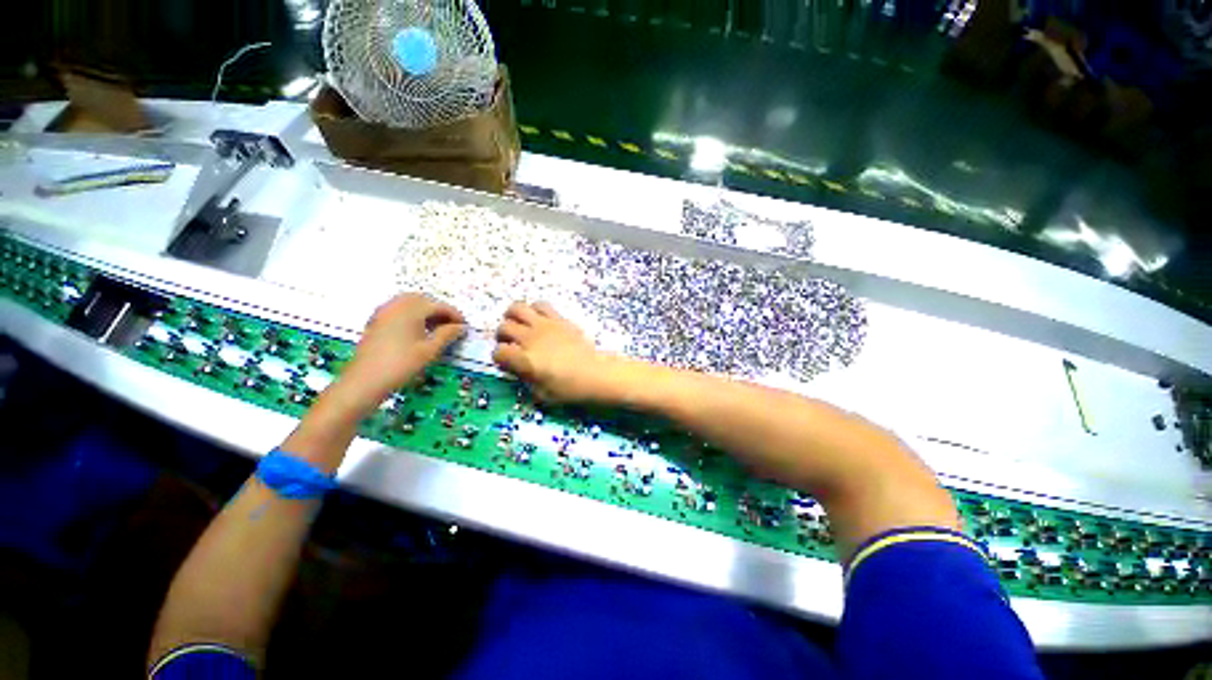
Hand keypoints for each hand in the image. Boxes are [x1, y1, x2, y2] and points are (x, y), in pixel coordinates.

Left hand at [336, 293, 465, 409]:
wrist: (365, 381)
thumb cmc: (401, 365)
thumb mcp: (430, 350)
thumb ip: (447, 334)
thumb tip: (461, 327)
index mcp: (411, 310)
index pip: (439, 305)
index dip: (454, 315)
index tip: (464, 327)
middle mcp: (396, 305)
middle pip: (424, 300)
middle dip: (440, 310)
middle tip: (452, 326)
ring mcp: (383, 312)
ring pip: (410, 303)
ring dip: (426, 311)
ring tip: (438, 328)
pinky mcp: (376, 321)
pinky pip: (398, 310)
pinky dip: (412, 315)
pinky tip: (419, 331)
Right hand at [493, 301, 620, 402]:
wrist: (596, 374)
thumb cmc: (569, 390)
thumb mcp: (541, 394)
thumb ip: (523, 379)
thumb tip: (516, 368)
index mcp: (524, 360)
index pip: (498, 352)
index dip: (500, 359)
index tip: (508, 364)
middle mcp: (530, 338)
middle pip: (503, 327)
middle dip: (502, 337)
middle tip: (512, 345)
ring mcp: (545, 325)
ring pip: (516, 308)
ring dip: (513, 318)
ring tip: (520, 327)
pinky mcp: (559, 319)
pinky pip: (540, 304)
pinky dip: (534, 310)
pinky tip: (539, 321)